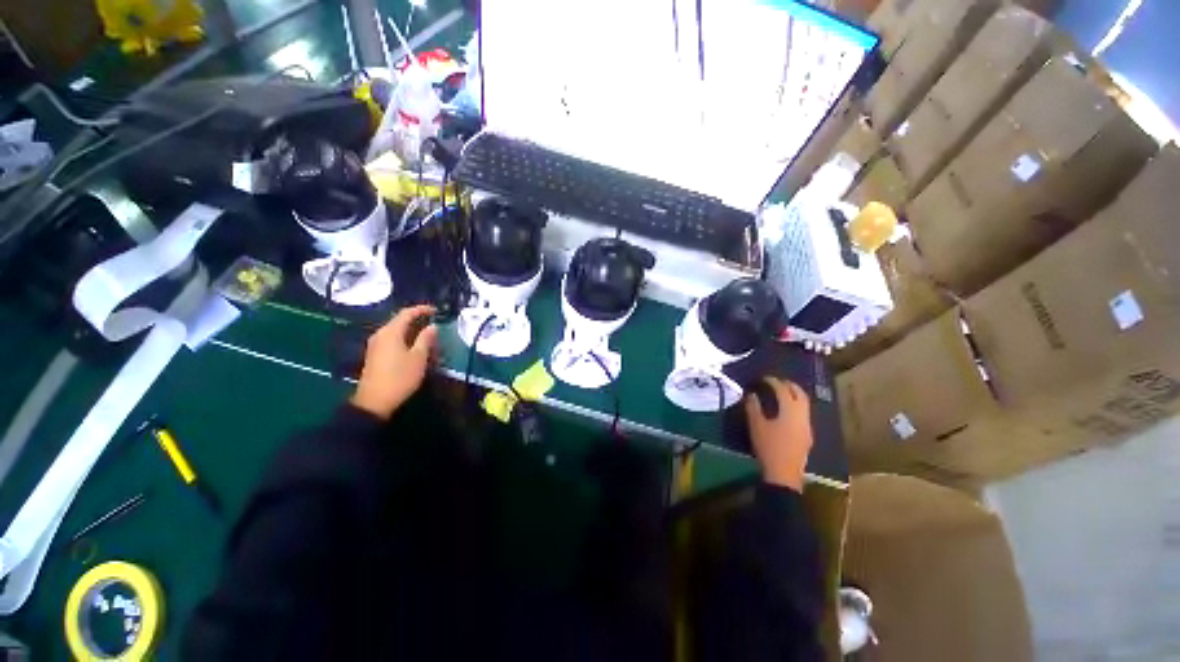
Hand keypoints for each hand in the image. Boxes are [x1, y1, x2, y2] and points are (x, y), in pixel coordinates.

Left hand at [350, 305, 438, 419]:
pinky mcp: (375, 355)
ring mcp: (375, 345)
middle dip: (417, 320)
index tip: (436, 311)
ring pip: (396, 331)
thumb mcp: (418, 358)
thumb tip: (432, 326)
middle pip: (399, 321)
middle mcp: (380, 334)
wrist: (375, 401)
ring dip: (411, 330)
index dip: (422, 310)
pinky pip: (392, 339)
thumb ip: (425, 339)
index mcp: (390, 332)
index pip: (406, 313)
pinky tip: (414, 346)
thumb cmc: (400, 377)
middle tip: (433, 323)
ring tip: (427, 335)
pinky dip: (405, 338)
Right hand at [745, 377, 812, 492]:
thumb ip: (753, 407)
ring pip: (804, 405)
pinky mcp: (807, 436)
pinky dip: (795, 407)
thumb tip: (751, 394)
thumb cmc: (768, 447)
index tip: (764, 378)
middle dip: (789, 385)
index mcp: (790, 411)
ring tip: (781, 394)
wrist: (783, 474)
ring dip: (794, 396)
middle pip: (800, 395)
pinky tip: (785, 412)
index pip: (783, 390)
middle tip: (777, 381)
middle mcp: (802, 416)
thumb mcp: (756, 425)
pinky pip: (803, 414)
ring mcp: (807, 427)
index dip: (773, 382)